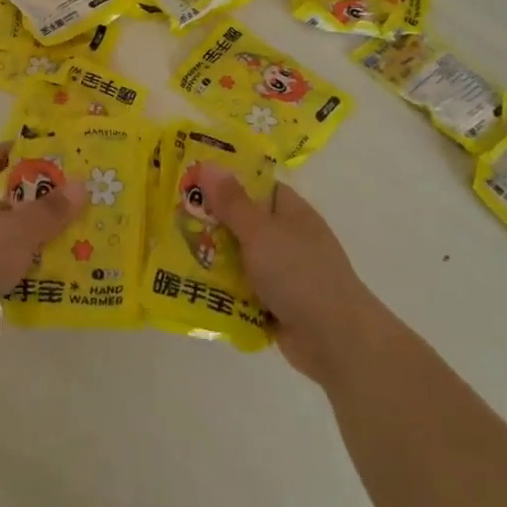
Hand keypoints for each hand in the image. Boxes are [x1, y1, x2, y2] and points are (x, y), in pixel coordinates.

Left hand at [0, 142, 84, 361]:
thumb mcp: (22, 228)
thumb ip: (50, 210)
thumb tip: (81, 184)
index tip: (22, 150)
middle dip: (26, 204)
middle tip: (61, 205)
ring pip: (2, 241)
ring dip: (27, 242)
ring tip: (62, 245)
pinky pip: (1, 272)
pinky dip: (20, 272)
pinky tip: (45, 279)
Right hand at [191, 164, 391, 385]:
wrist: (336, 341)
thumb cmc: (300, 274)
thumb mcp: (261, 232)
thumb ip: (232, 202)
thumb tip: (208, 165)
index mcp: (291, 212)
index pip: (256, 186)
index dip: (225, 180)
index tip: (190, 180)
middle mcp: (287, 238)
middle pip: (243, 222)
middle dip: (211, 222)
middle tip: (170, 217)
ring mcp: (282, 272)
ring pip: (239, 257)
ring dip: (213, 258)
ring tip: (170, 251)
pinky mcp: (275, 303)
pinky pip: (242, 289)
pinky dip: (222, 289)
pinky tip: (191, 286)